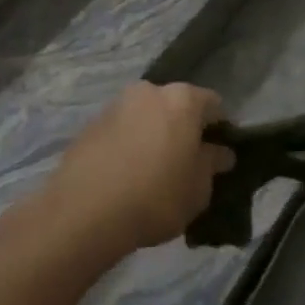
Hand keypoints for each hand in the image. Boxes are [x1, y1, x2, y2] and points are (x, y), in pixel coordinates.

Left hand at [37, 82, 234, 255]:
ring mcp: (115, 106)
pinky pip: (121, 131)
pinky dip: (129, 145)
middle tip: (187, 163)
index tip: (219, 156)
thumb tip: (220, 152)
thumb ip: (212, 164)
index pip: (214, 105)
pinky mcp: (89, 125)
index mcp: (182, 99)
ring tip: (153, 172)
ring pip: (146, 117)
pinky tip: (127, 176)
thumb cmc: (156, 197)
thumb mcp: (198, 189)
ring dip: (154, 136)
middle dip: (184, 129)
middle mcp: (148, 91)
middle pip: (176, 106)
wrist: (84, 212)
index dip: (221, 130)